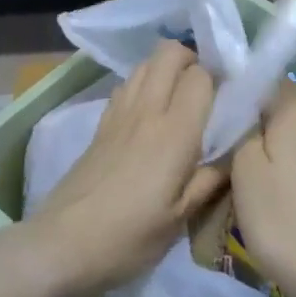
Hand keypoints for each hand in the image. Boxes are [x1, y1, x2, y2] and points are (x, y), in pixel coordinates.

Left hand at [33, 41, 227, 294]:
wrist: (63, 243)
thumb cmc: (128, 237)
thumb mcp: (179, 219)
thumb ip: (209, 181)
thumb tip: (232, 155)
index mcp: (175, 133)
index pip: (200, 76)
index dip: (217, 78)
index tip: (228, 96)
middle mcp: (147, 111)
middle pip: (168, 52)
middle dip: (191, 58)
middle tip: (204, 87)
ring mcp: (120, 113)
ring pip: (145, 62)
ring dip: (165, 67)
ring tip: (178, 96)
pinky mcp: (101, 123)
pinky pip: (127, 84)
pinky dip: (143, 83)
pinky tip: (148, 111)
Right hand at [231, 83, 295, 296]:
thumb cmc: (282, 217)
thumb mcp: (244, 168)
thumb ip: (240, 125)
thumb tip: (242, 105)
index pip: (263, 77)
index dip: (238, 90)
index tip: (218, 112)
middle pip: (284, 97)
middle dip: (259, 112)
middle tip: (232, 138)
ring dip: (280, 132)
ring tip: (256, 159)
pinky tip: (285, 177)